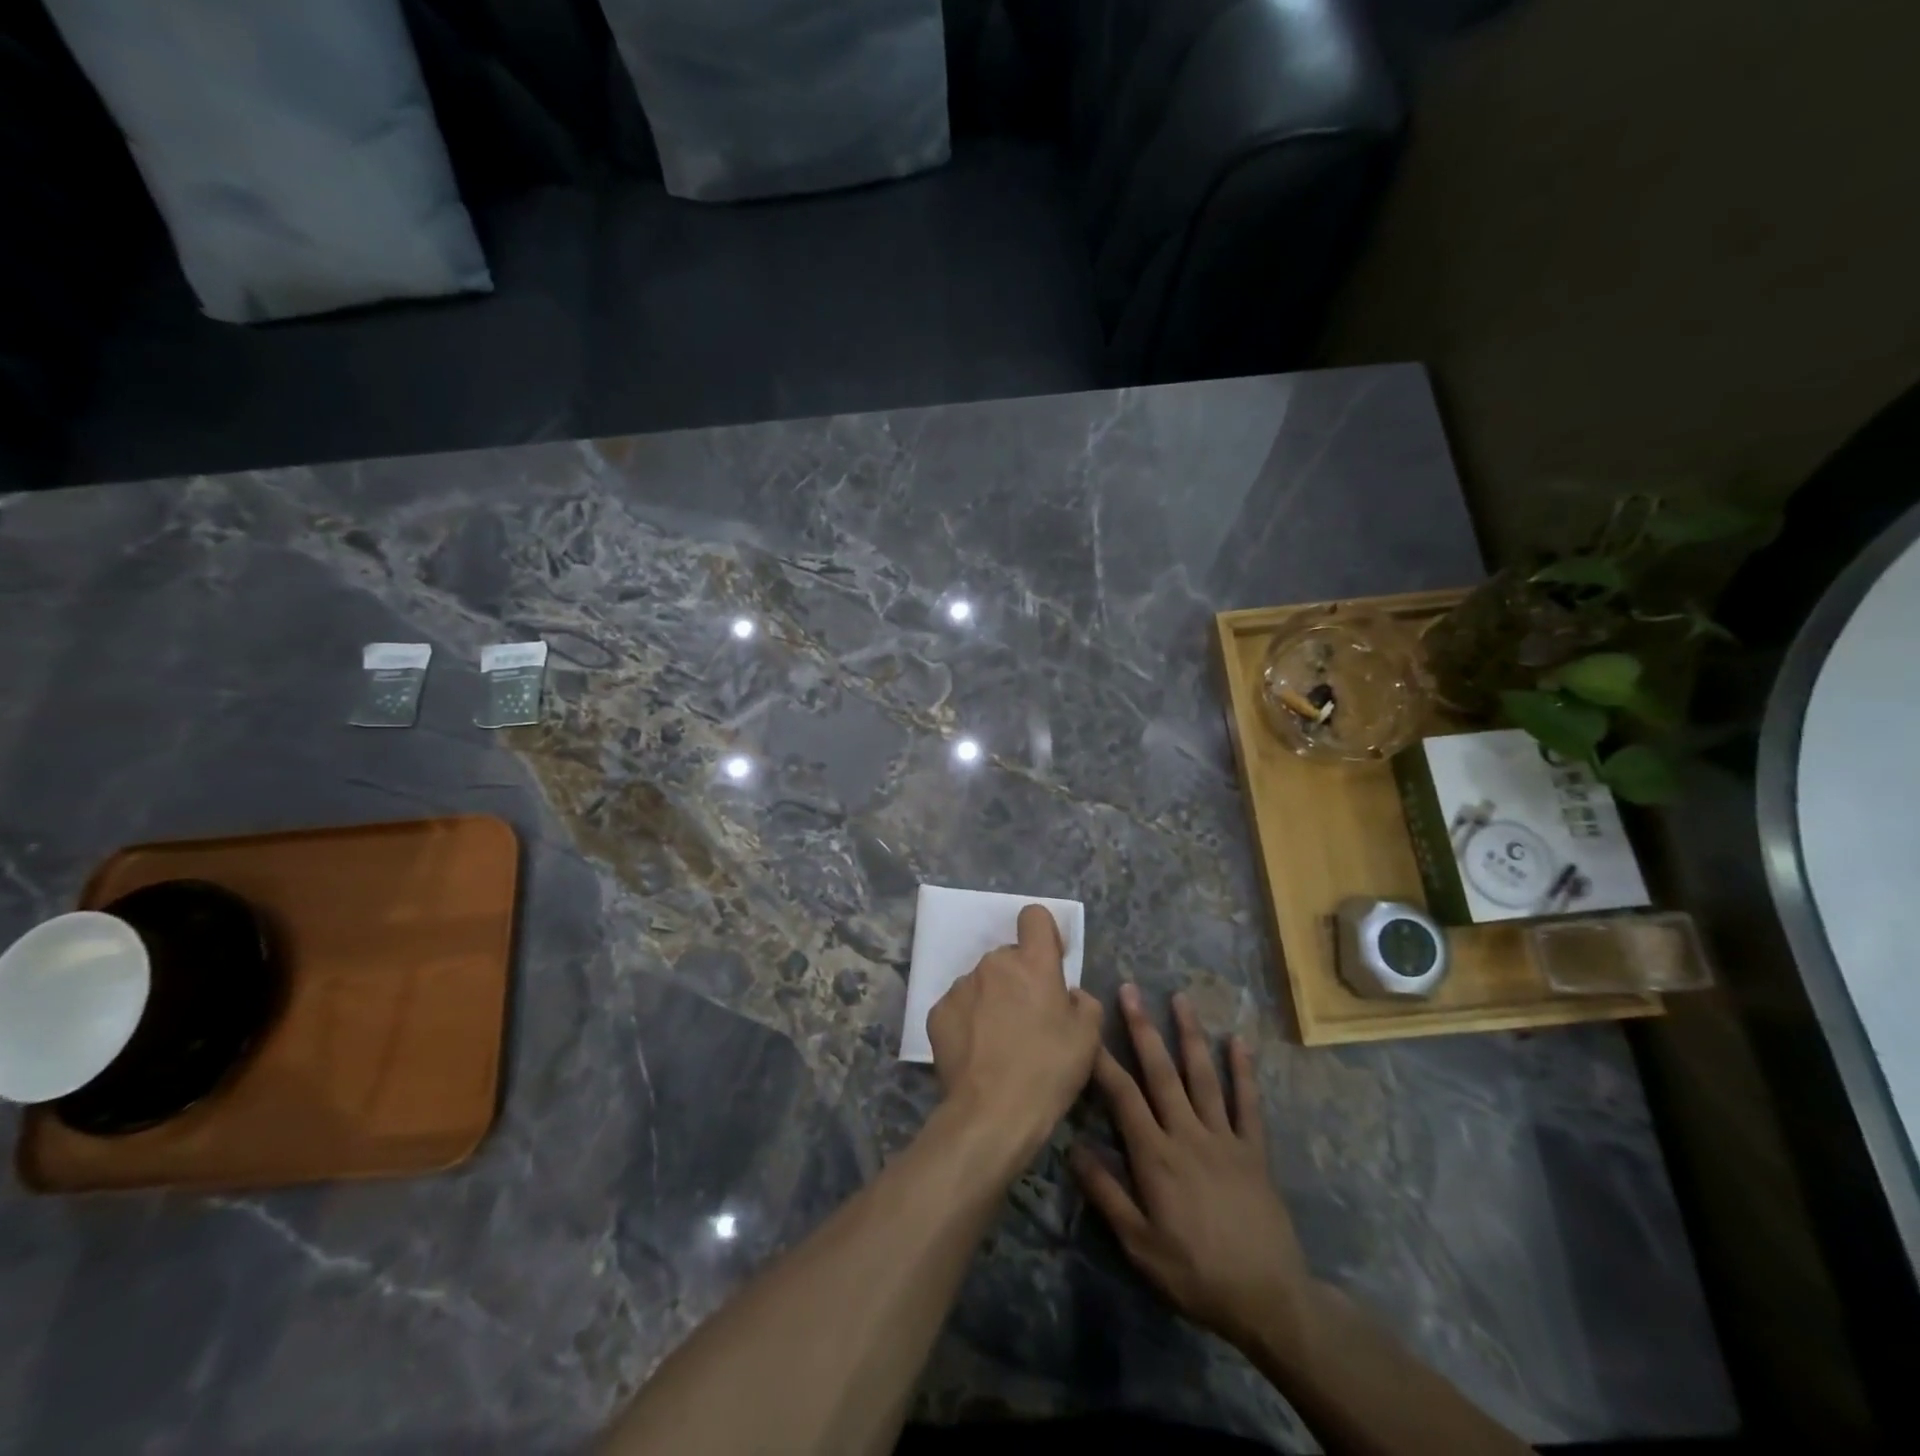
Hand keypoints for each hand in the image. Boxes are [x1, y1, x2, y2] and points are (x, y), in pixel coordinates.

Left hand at [927, 905, 1103, 1155]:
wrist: (991, 1114)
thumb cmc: (1048, 1070)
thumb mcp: (1089, 1037)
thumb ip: (1083, 1001)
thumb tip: (1067, 995)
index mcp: (1033, 962)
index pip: (1034, 916)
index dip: (1044, 934)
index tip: (1050, 963)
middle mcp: (993, 964)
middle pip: (1008, 957)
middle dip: (1019, 978)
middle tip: (1029, 1018)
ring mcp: (961, 986)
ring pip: (983, 982)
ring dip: (993, 999)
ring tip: (1000, 1041)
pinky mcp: (937, 1012)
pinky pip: (960, 1006)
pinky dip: (969, 1020)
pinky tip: (977, 1051)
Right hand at [1071, 986, 1317, 1353]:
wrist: (1269, 1300)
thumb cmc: (1196, 1274)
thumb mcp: (1139, 1245)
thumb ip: (1106, 1193)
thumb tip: (1072, 1147)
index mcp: (1156, 1156)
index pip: (1123, 1096)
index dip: (1102, 1059)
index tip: (1086, 1026)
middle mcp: (1188, 1134)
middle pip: (1161, 1072)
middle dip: (1142, 1028)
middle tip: (1129, 990)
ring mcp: (1225, 1137)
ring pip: (1203, 1076)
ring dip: (1190, 1035)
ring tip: (1179, 997)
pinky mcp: (1254, 1149)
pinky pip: (1248, 1103)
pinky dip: (1244, 1071)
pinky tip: (1239, 1041)